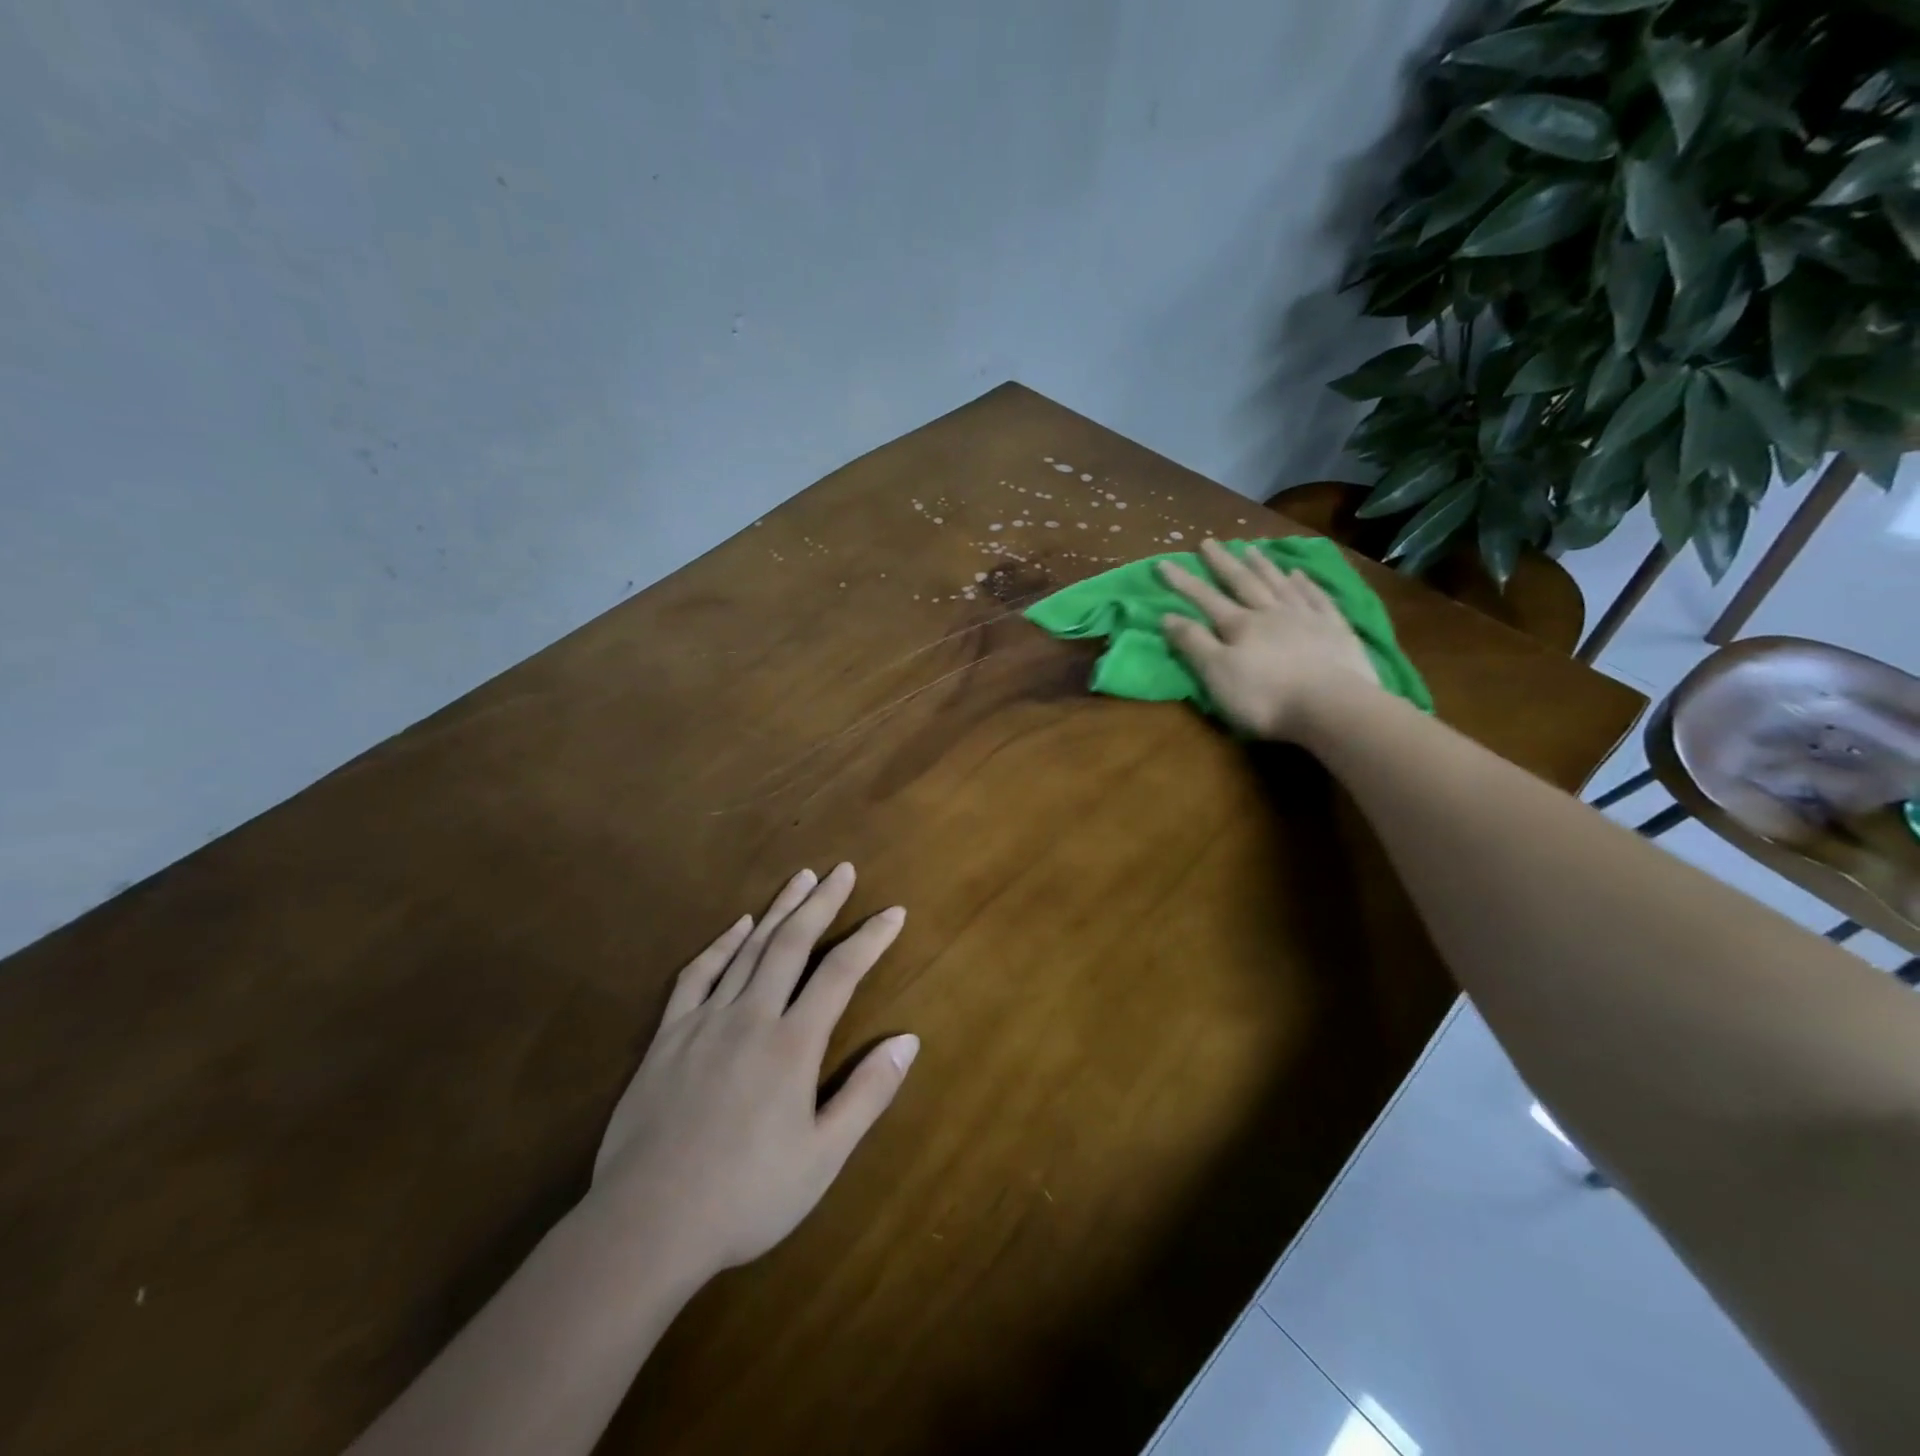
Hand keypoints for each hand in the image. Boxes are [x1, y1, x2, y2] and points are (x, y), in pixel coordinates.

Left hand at [590, 864, 917, 1278]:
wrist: (646, 1225)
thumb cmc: (746, 1196)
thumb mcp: (823, 1157)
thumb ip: (868, 1094)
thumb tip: (909, 1040)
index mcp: (793, 1044)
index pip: (841, 973)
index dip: (870, 938)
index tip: (893, 911)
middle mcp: (751, 1017)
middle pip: (792, 943)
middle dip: (821, 902)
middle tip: (841, 870)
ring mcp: (705, 1021)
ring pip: (748, 949)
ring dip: (778, 910)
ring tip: (800, 878)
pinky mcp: (668, 1036)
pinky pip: (697, 976)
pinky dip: (720, 945)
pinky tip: (737, 927)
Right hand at [1158, 539, 1381, 741]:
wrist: (1332, 707)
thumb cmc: (1265, 697)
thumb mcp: (1216, 674)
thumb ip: (1193, 643)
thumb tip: (1168, 615)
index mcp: (1240, 626)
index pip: (1205, 598)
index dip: (1183, 582)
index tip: (1164, 563)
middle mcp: (1271, 613)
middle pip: (1243, 582)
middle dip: (1223, 563)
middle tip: (1208, 542)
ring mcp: (1306, 618)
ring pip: (1279, 584)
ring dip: (1263, 566)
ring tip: (1251, 548)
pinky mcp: (1336, 630)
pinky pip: (1317, 598)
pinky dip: (1306, 584)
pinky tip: (1299, 574)